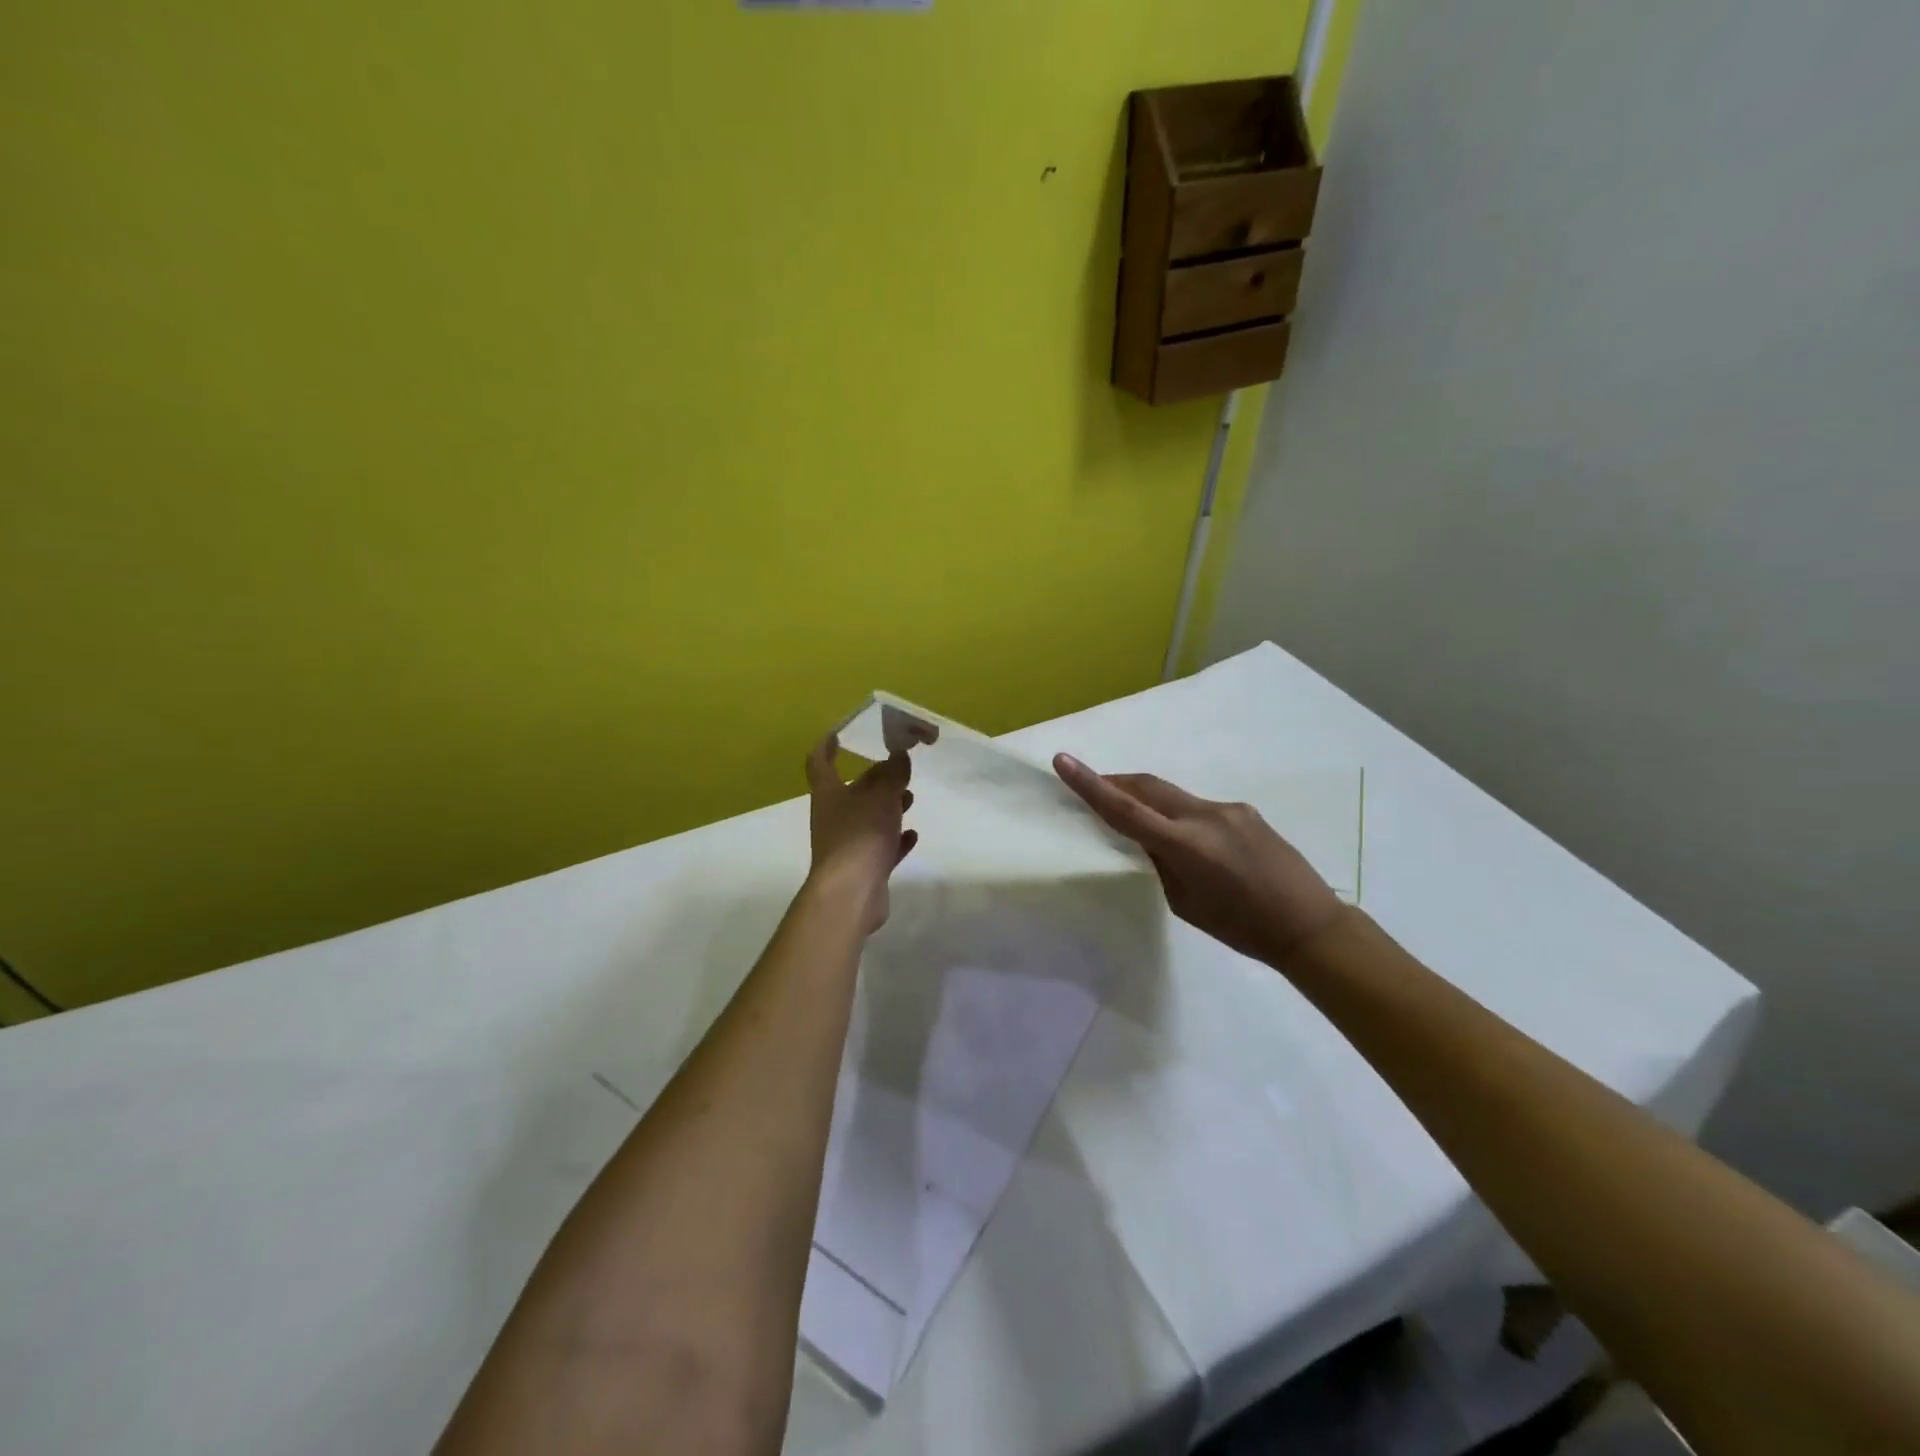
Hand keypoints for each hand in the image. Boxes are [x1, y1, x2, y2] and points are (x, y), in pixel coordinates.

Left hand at [805, 735, 917, 933]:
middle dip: (875, 779)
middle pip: (852, 791)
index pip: (820, 763)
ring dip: (887, 807)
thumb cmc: (860, 835)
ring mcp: (846, 844)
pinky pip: (879, 847)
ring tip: (910, 798)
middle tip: (899, 769)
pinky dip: (895, 839)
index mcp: (829, 794)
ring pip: (868, 818)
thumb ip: (893, 775)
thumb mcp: (882, 798)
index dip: (827, 747)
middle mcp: (833, 817)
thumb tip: (899, 754)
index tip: (839, 734)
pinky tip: (913, 835)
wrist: (851, 894)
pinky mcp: (861, 868)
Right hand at [1053, 755, 1346, 962]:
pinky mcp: (1244, 811)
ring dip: (1147, 800)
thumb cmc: (1241, 928)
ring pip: (1172, 795)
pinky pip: (1198, 806)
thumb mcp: (1185, 903)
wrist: (1309, 924)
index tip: (1064, 761)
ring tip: (1140, 822)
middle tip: (1092, 788)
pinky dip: (1179, 815)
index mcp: (1186, 846)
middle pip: (1146, 786)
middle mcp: (1205, 817)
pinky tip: (1190, 842)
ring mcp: (1228, 809)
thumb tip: (1149, 838)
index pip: (1125, 810)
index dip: (1090, 785)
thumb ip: (1162, 862)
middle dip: (1116, 783)